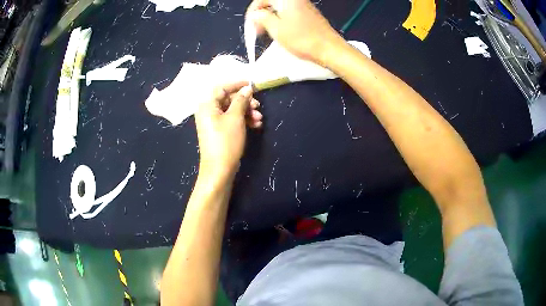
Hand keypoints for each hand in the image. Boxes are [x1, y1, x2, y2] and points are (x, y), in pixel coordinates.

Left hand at [194, 82, 262, 179]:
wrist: (219, 169)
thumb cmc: (226, 141)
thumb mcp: (235, 118)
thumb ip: (241, 100)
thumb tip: (247, 89)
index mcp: (207, 105)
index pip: (222, 87)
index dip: (237, 84)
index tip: (252, 85)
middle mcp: (208, 111)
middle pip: (228, 99)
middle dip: (245, 102)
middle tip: (258, 106)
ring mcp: (213, 122)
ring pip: (232, 110)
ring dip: (247, 112)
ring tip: (259, 119)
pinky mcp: (219, 131)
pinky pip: (231, 120)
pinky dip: (243, 120)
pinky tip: (255, 125)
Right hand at [246, 0, 344, 65]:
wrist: (329, 49)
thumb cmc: (303, 39)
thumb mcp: (276, 29)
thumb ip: (262, 18)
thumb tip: (256, 14)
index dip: (253, 11)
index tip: (250, 23)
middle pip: (272, 2)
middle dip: (261, 14)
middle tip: (257, 29)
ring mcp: (304, 6)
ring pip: (280, 8)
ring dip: (270, 17)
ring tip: (266, 32)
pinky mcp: (309, 14)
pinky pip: (289, 12)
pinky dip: (281, 20)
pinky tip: (280, 31)